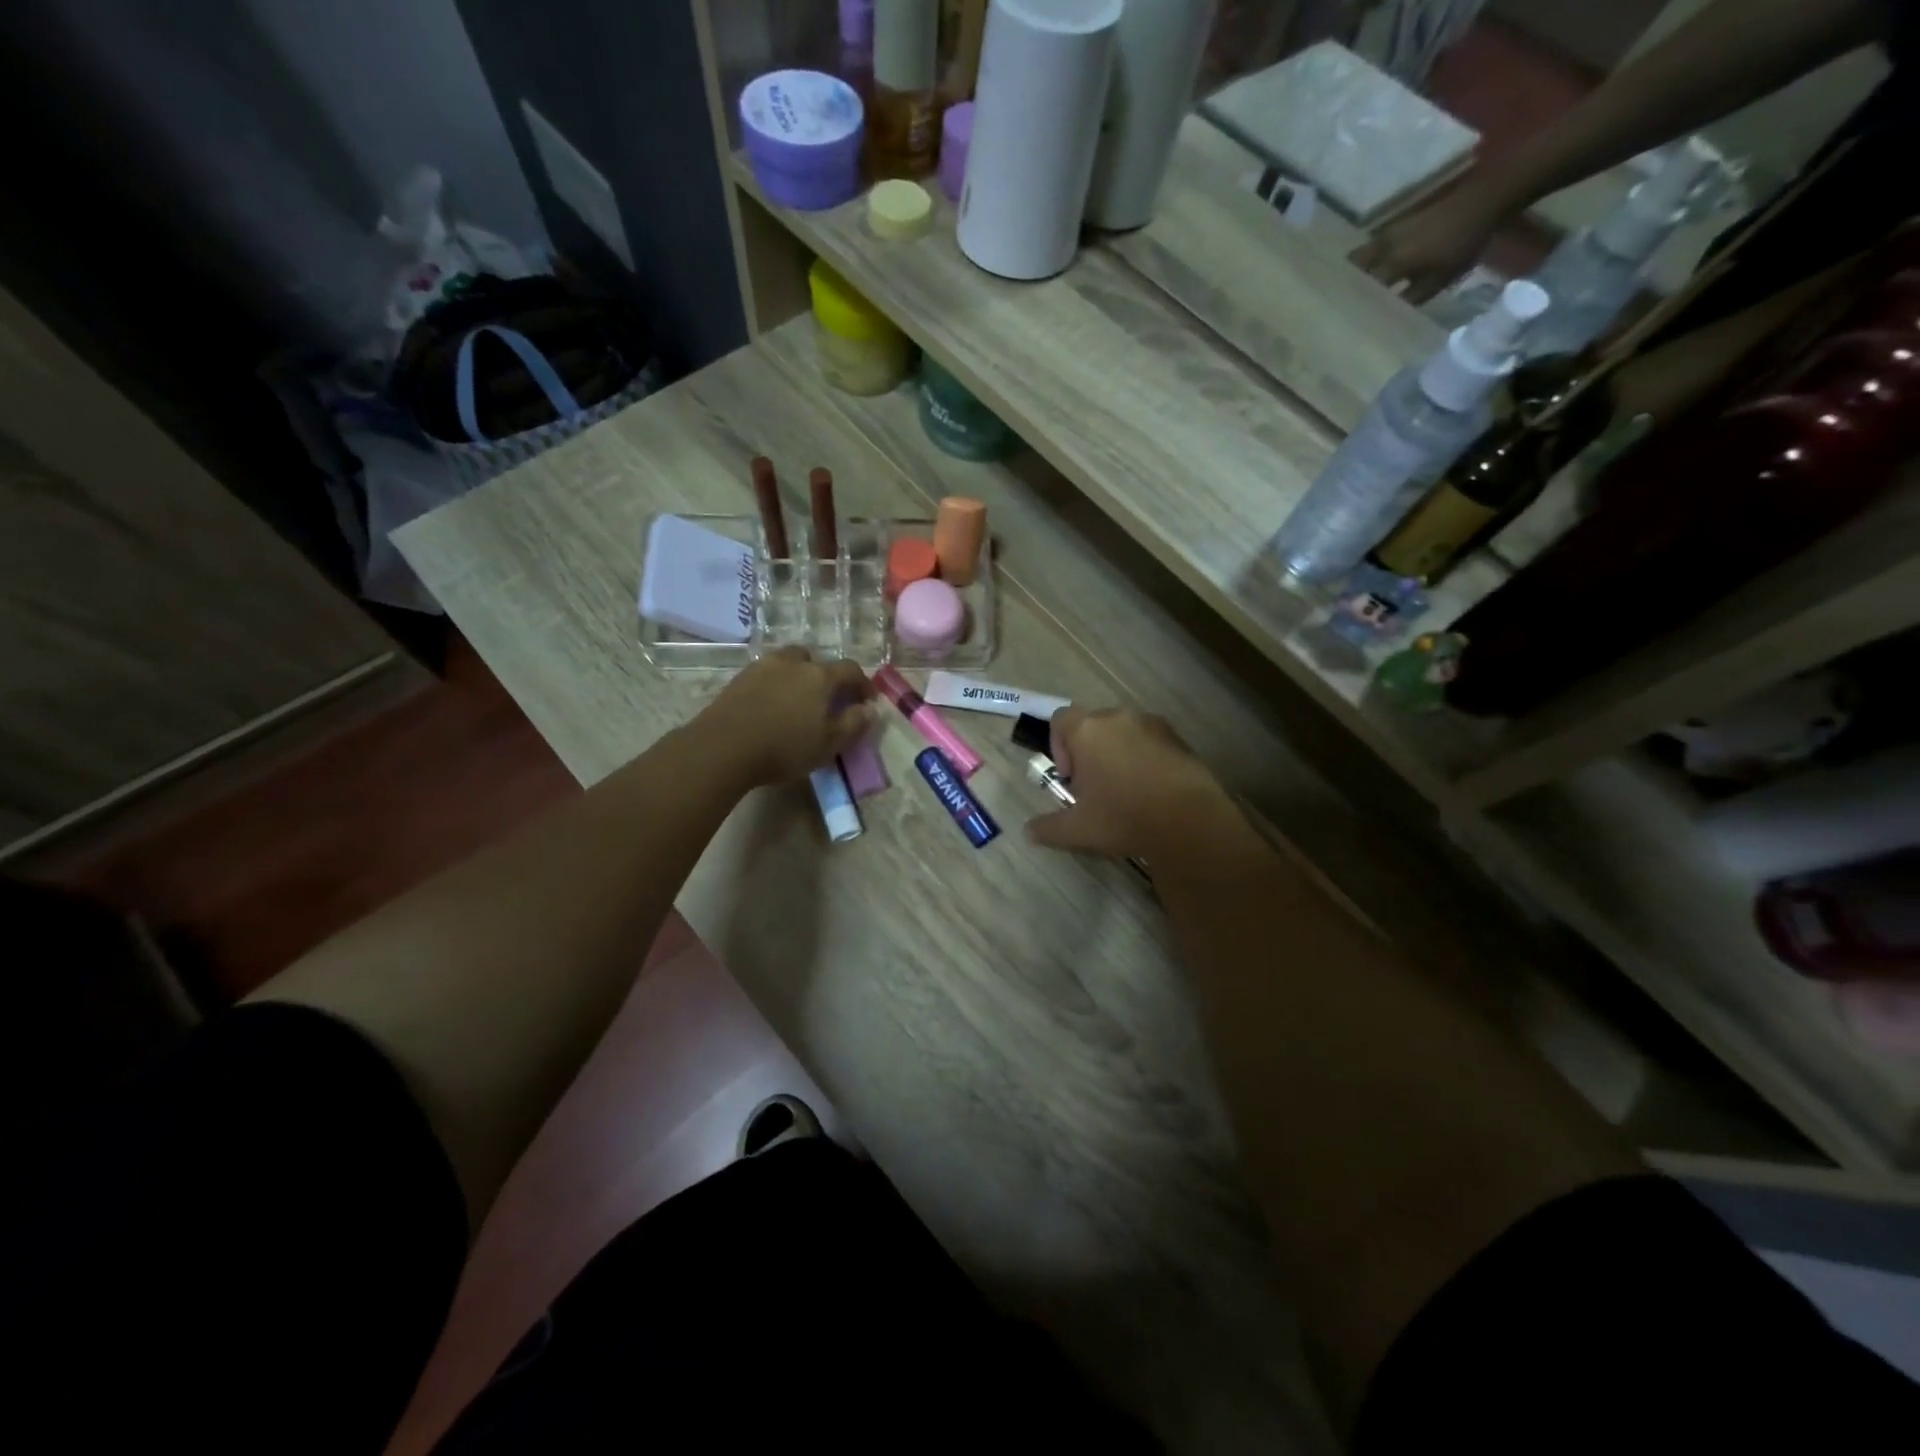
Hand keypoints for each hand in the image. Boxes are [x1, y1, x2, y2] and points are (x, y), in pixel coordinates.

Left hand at [698, 648, 875, 788]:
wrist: (722, 748)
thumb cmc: (784, 747)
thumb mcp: (829, 743)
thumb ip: (854, 724)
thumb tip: (870, 709)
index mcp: (820, 676)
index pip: (850, 670)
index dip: (862, 684)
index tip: (866, 702)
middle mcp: (792, 663)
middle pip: (814, 659)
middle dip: (825, 675)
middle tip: (826, 699)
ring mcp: (762, 668)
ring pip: (787, 663)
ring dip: (797, 676)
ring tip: (796, 701)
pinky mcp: (738, 680)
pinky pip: (765, 675)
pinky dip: (774, 685)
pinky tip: (771, 706)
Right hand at [1027, 707, 1250, 866]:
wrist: (1189, 822)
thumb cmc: (1123, 817)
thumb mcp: (1078, 829)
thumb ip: (1048, 827)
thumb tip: (1028, 831)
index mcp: (1087, 731)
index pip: (1060, 719)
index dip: (1058, 746)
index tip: (1070, 777)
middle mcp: (1118, 717)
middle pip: (1092, 724)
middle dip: (1088, 750)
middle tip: (1094, 786)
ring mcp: (1152, 724)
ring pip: (1123, 731)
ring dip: (1117, 752)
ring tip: (1124, 788)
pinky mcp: (1178, 737)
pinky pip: (1150, 740)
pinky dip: (1143, 756)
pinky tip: (1150, 789)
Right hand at [1350, 180, 1508, 304]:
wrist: (1483, 200)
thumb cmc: (1462, 244)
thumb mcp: (1438, 280)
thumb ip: (1410, 298)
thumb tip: (1388, 313)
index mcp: (1391, 262)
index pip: (1362, 288)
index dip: (1356, 302)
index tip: (1351, 314)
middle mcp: (1384, 246)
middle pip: (1354, 266)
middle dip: (1349, 281)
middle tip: (1350, 297)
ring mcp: (1391, 231)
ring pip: (1363, 253)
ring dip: (1359, 268)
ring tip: (1361, 283)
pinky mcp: (1400, 222)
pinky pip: (1376, 244)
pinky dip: (1373, 256)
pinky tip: (1381, 265)